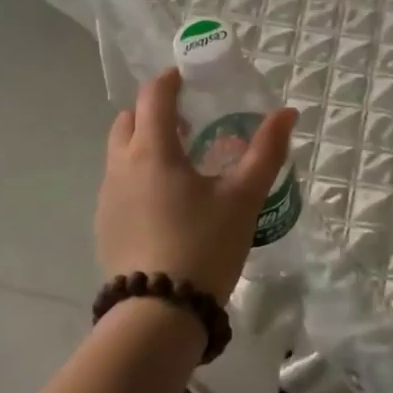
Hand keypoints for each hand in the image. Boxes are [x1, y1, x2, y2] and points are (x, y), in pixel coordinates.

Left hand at [96, 68, 297, 301]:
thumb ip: (266, 151)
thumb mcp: (243, 197)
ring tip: (180, 163)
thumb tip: (287, 113)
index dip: (170, 80)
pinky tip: (165, 203)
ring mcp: (107, 198)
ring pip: (120, 153)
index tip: (189, 78)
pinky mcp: (104, 226)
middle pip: (128, 120)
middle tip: (188, 122)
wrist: (159, 314)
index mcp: (151, 150)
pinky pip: (118, 184)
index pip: (153, 96)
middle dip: (153, 111)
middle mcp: (120, 166)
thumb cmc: (204, 245)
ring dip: (143, 144)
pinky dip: (137, 176)